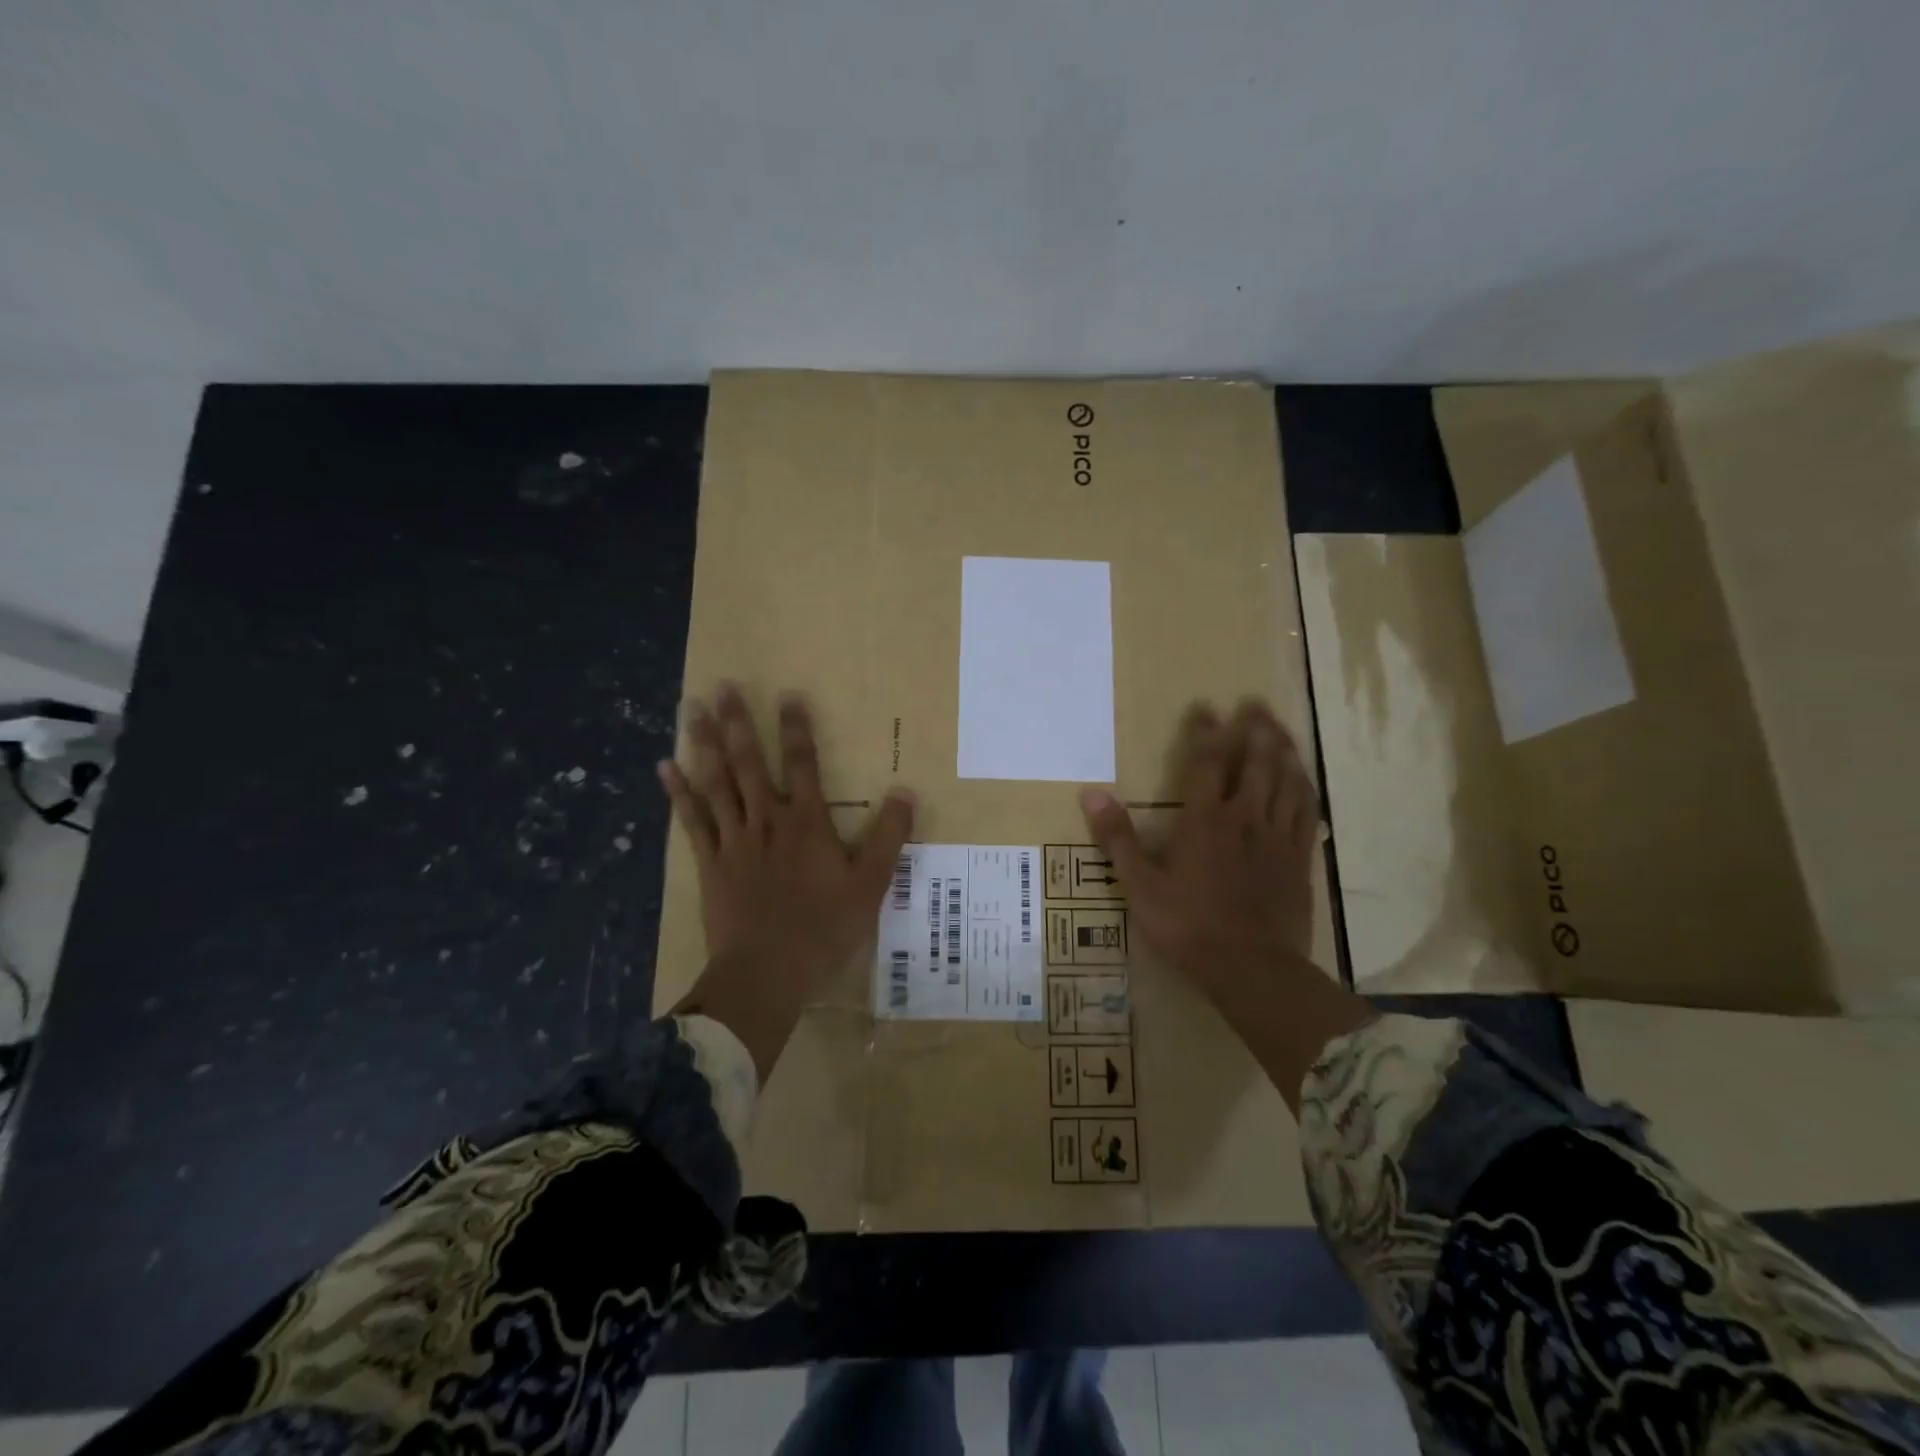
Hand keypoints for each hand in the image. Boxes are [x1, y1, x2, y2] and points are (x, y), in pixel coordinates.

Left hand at [660, 685, 913, 1076]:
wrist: (767, 973)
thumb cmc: (823, 929)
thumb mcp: (871, 885)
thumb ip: (888, 837)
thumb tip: (905, 792)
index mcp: (807, 823)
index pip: (803, 764)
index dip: (797, 728)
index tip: (787, 694)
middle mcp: (767, 820)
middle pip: (750, 763)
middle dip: (737, 722)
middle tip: (721, 686)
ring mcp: (734, 840)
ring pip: (716, 782)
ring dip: (704, 744)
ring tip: (690, 709)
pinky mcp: (710, 862)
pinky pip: (691, 820)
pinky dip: (678, 793)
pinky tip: (664, 766)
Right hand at [1079, 701, 1318, 1000]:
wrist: (1253, 969)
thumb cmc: (1189, 927)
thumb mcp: (1140, 887)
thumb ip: (1117, 839)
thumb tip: (1091, 794)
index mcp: (1205, 822)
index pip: (1206, 764)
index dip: (1206, 733)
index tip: (1206, 708)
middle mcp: (1245, 819)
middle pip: (1255, 764)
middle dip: (1254, 731)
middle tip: (1256, 703)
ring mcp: (1278, 838)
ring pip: (1286, 782)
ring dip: (1284, 752)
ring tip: (1281, 730)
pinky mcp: (1300, 860)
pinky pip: (1306, 814)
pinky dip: (1304, 791)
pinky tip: (1303, 782)